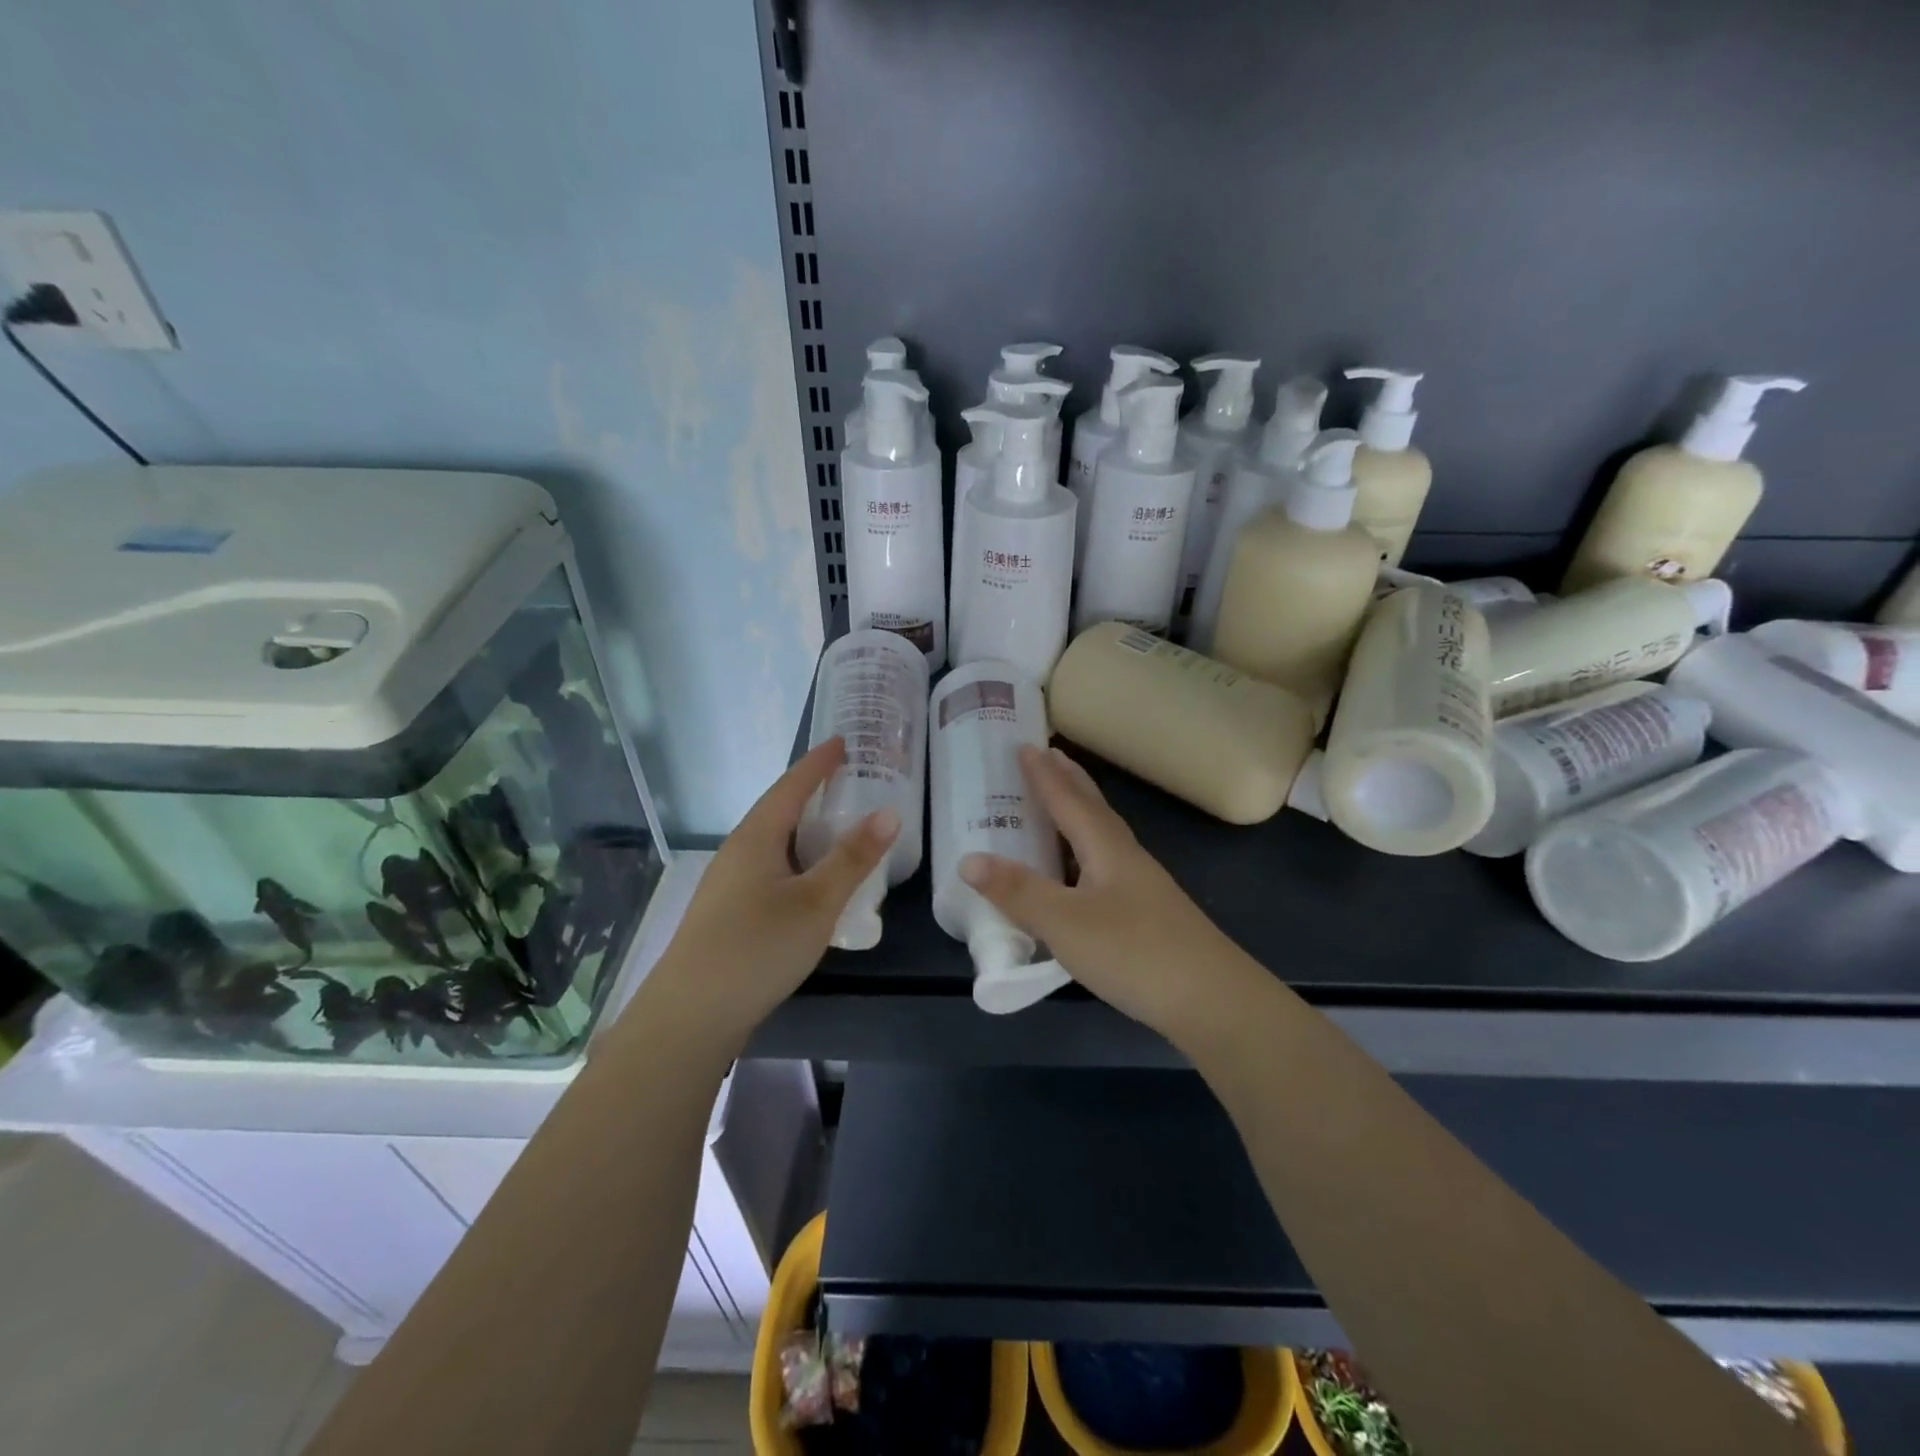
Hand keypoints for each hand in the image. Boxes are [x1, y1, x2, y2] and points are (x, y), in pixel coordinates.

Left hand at [641, 738, 898, 1048]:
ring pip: (774, 842)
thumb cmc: (757, 947)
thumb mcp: (816, 902)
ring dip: (806, 829)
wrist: (690, 1015)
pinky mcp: (729, 911)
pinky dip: (798, 859)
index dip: (818, 762)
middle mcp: (738, 850)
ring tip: (839, 827)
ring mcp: (729, 882)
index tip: (843, 742)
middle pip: (779, 810)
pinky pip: (771, 867)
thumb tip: (889, 812)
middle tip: (851, 782)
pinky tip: (813, 881)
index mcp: (756, 837)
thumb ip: (852, 859)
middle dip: (813, 792)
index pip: (791, 785)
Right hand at [960, 744, 1253, 1040]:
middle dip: (1069, 781)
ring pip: (1103, 836)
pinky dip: (1084, 852)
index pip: (1069, 800)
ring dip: (1080, 812)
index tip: (1025, 746)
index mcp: (1106, 848)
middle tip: (1047, 756)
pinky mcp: (1148, 914)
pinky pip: (1106, 865)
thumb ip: (1018, 892)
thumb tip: (967, 859)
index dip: (1044, 775)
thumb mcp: (1066, 923)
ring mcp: (1142, 887)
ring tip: (1059, 804)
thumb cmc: (1135, 952)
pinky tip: (1079, 873)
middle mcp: (1126, 858)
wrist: (1213, 1001)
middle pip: (1094, 809)